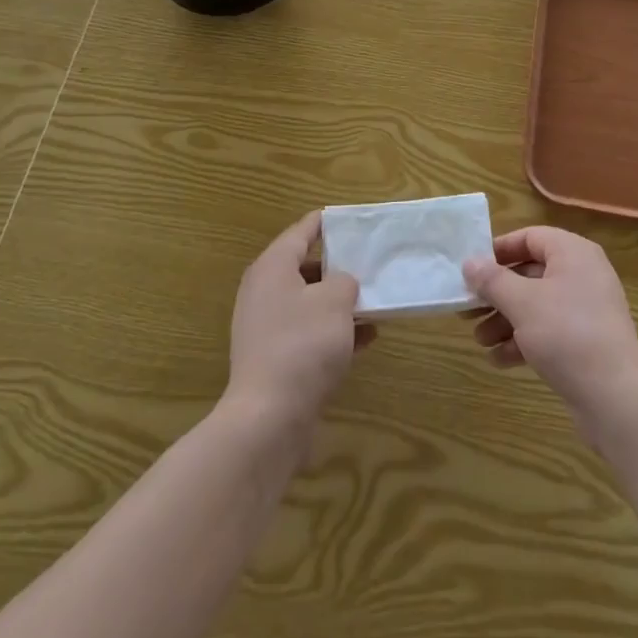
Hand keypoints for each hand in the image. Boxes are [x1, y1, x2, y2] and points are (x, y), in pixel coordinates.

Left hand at [225, 212, 374, 435]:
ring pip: (309, 303)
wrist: (269, 418)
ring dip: (339, 302)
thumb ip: (344, 281)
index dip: (327, 223)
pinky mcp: (275, 360)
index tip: (352, 218)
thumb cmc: (303, 344)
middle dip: (338, 266)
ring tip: (374, 301)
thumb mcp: (335, 300)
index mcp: (272, 267)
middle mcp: (263, 293)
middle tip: (369, 261)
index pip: (301, 232)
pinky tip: (367, 338)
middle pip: (304, 267)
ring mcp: (266, 329)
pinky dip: (334, 332)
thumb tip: (341, 285)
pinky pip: (309, 334)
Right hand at [462, 227, 637, 439]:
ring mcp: (586, 310)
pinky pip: (548, 331)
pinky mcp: (586, 342)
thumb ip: (492, 280)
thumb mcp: (522, 303)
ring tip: (479, 340)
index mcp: (572, 253)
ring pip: (536, 305)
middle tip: (468, 309)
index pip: (531, 237)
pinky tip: (499, 360)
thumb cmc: (566, 333)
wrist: (615, 397)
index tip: (472, 268)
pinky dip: (524, 341)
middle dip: (497, 294)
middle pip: (530, 274)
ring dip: (505, 320)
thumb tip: (470, 262)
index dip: (500, 250)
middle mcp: (582, 274)